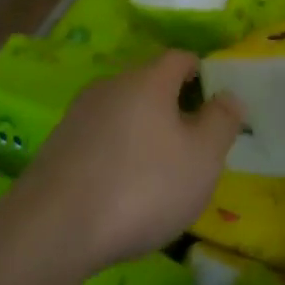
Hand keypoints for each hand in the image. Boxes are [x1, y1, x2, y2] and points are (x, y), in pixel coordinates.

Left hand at [13, 50, 243, 273]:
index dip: (202, 73)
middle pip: (149, 83)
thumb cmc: (142, 186)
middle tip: (193, 142)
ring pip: (122, 110)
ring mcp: (79, 113)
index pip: (180, 57)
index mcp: (148, 80)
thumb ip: (221, 122)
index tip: (215, 102)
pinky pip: (99, 137)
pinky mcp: (58, 144)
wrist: (54, 227)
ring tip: (158, 169)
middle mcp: (111, 85)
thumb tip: (230, 94)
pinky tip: (121, 187)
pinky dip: (116, 151)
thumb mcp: (201, 158)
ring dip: (142, 130)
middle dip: (172, 105)